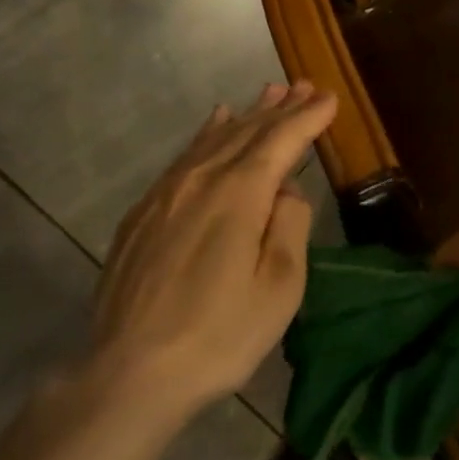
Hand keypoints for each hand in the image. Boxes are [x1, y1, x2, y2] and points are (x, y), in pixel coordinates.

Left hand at [84, 81, 335, 429]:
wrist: (129, 373)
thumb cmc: (218, 335)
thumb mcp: (278, 287)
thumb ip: (289, 226)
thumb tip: (286, 192)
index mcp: (239, 193)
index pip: (281, 140)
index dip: (308, 118)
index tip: (330, 99)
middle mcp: (201, 178)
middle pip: (248, 131)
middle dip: (281, 108)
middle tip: (305, 86)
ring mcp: (166, 193)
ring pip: (214, 138)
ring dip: (247, 114)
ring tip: (269, 93)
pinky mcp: (143, 212)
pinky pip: (184, 156)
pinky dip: (207, 133)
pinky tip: (215, 122)